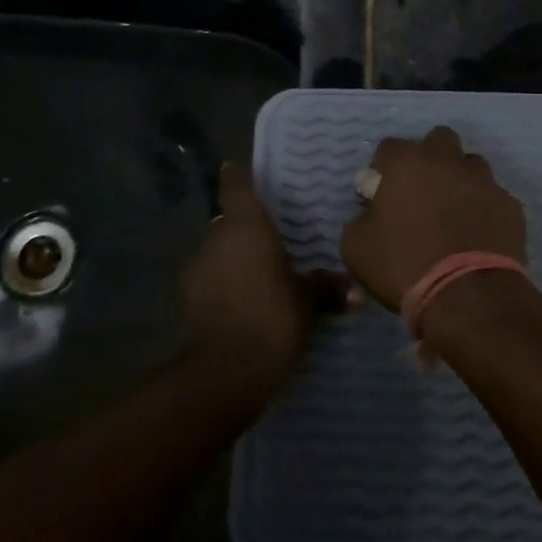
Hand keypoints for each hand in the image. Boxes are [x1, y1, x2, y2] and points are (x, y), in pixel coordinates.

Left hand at [183, 161, 348, 397]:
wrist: (223, 373)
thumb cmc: (271, 320)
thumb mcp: (307, 303)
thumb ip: (325, 289)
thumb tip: (354, 290)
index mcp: (245, 227)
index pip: (236, 187)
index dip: (238, 176)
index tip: (238, 167)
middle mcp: (216, 239)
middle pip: (228, 222)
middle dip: (246, 229)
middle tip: (271, 238)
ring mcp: (196, 270)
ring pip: (218, 253)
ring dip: (234, 259)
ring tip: (261, 275)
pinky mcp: (188, 301)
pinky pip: (211, 281)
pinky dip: (225, 285)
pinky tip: (245, 303)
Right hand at [341, 126, 526, 310]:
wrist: (468, 297)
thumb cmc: (404, 265)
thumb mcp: (356, 247)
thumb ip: (361, 219)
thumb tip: (372, 214)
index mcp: (407, 163)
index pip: (390, 147)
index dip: (384, 169)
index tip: (382, 193)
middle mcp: (447, 161)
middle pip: (439, 140)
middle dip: (429, 158)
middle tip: (422, 192)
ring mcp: (484, 181)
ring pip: (471, 165)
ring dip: (460, 180)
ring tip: (453, 213)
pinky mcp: (511, 205)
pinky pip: (494, 197)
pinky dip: (484, 209)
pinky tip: (477, 235)